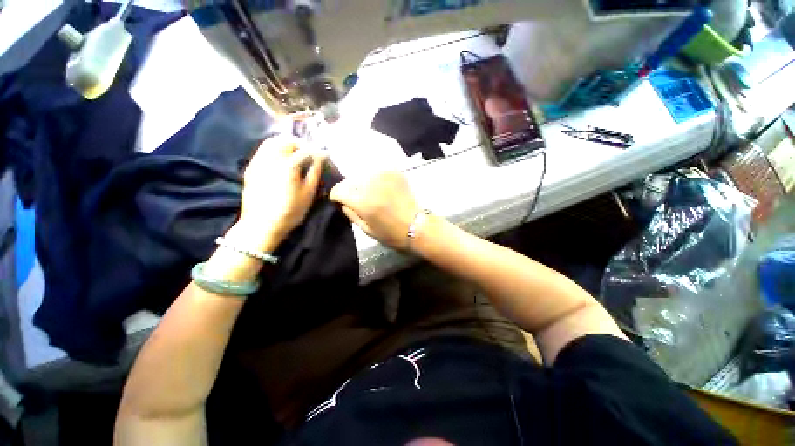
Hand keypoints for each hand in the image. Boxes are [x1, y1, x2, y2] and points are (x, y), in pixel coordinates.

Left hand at [236, 136, 324, 250]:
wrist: (261, 225)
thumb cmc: (290, 211)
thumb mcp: (308, 193)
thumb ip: (314, 172)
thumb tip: (320, 158)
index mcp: (287, 165)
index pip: (305, 150)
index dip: (317, 151)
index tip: (324, 154)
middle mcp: (271, 158)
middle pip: (286, 140)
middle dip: (300, 143)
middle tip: (310, 152)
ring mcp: (258, 161)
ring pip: (272, 141)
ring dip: (286, 143)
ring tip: (296, 152)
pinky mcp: (251, 167)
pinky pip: (263, 149)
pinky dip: (275, 148)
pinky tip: (282, 158)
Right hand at [329, 171, 418, 249]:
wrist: (417, 225)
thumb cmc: (391, 233)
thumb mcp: (366, 229)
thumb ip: (351, 214)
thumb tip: (342, 202)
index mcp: (363, 202)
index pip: (338, 190)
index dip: (336, 196)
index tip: (339, 200)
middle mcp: (371, 185)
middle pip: (349, 181)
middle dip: (349, 190)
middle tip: (356, 199)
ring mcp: (384, 176)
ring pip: (363, 175)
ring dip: (362, 184)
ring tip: (370, 194)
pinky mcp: (395, 172)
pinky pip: (377, 173)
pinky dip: (375, 180)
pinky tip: (381, 189)